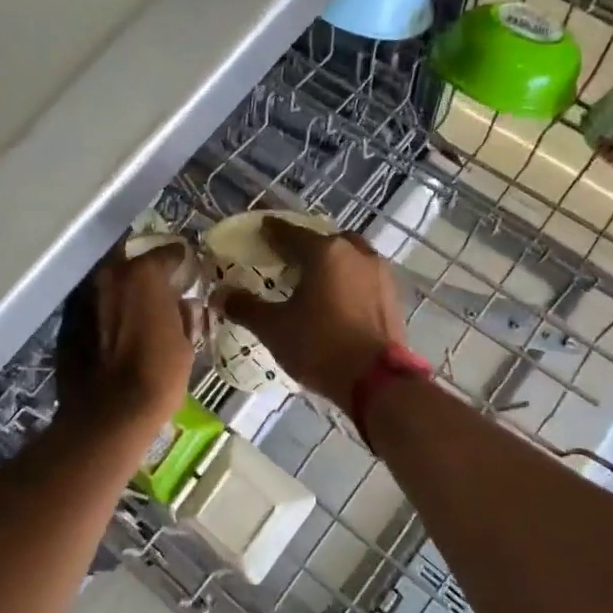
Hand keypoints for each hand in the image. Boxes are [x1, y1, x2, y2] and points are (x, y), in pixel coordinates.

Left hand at [56, 241, 196, 428]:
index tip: (186, 268)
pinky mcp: (67, 322)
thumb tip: (184, 305)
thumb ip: (183, 316)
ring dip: (121, 291)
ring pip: (108, 284)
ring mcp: (84, 297)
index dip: (179, 260)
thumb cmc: (157, 376)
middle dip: (144, 272)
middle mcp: (109, 276)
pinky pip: (92, 308)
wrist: (108, 415)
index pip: (166, 253)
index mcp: (143, 275)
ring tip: (135, 309)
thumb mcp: (185, 345)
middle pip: (130, 262)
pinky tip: (114, 331)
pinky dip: (104, 313)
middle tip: (158, 287)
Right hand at [215, 219, 408, 407]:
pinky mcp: (393, 296)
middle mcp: (356, 253)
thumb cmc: (320, 346)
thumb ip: (246, 307)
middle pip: (325, 240)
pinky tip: (337, 298)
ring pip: (350, 256)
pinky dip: (348, 280)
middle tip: (288, 258)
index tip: (261, 230)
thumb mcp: (274, 328)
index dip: (272, 231)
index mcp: (325, 252)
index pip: (291, 233)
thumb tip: (219, 295)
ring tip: (314, 279)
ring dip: (332, 261)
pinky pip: (364, 277)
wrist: (377, 382)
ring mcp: (380, 273)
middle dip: (306, 245)